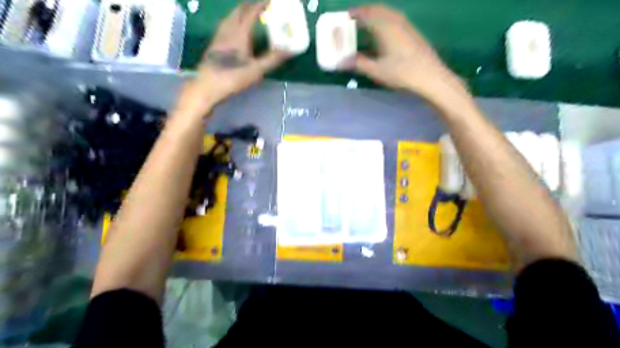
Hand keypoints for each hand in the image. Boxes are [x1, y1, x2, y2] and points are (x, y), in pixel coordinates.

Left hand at [175, 2, 289, 118]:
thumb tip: (290, 50)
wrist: (207, 86)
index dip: (260, 5)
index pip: (251, 13)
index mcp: (240, 34)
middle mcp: (228, 30)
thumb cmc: (233, 77)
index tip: (269, 1)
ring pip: (230, 17)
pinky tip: (234, 28)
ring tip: (248, 13)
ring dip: (240, 12)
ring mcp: (219, 36)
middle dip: (249, 5)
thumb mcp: (256, 70)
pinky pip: (224, 25)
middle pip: (238, 11)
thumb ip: (272, 59)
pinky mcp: (214, 44)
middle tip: (260, 6)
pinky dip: (233, 20)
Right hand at [349, 5, 464, 102]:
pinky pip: (395, 18)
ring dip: (376, 14)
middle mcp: (395, 21)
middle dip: (365, 11)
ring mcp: (406, 25)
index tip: (346, 15)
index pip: (367, 14)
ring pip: (388, 13)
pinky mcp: (413, 32)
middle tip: (355, 18)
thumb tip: (340, 62)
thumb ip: (358, 64)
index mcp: (384, 27)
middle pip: (378, 10)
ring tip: (367, 23)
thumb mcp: (376, 70)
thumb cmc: (401, 73)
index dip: (355, 13)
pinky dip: (385, 19)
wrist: (430, 76)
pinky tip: (384, 32)